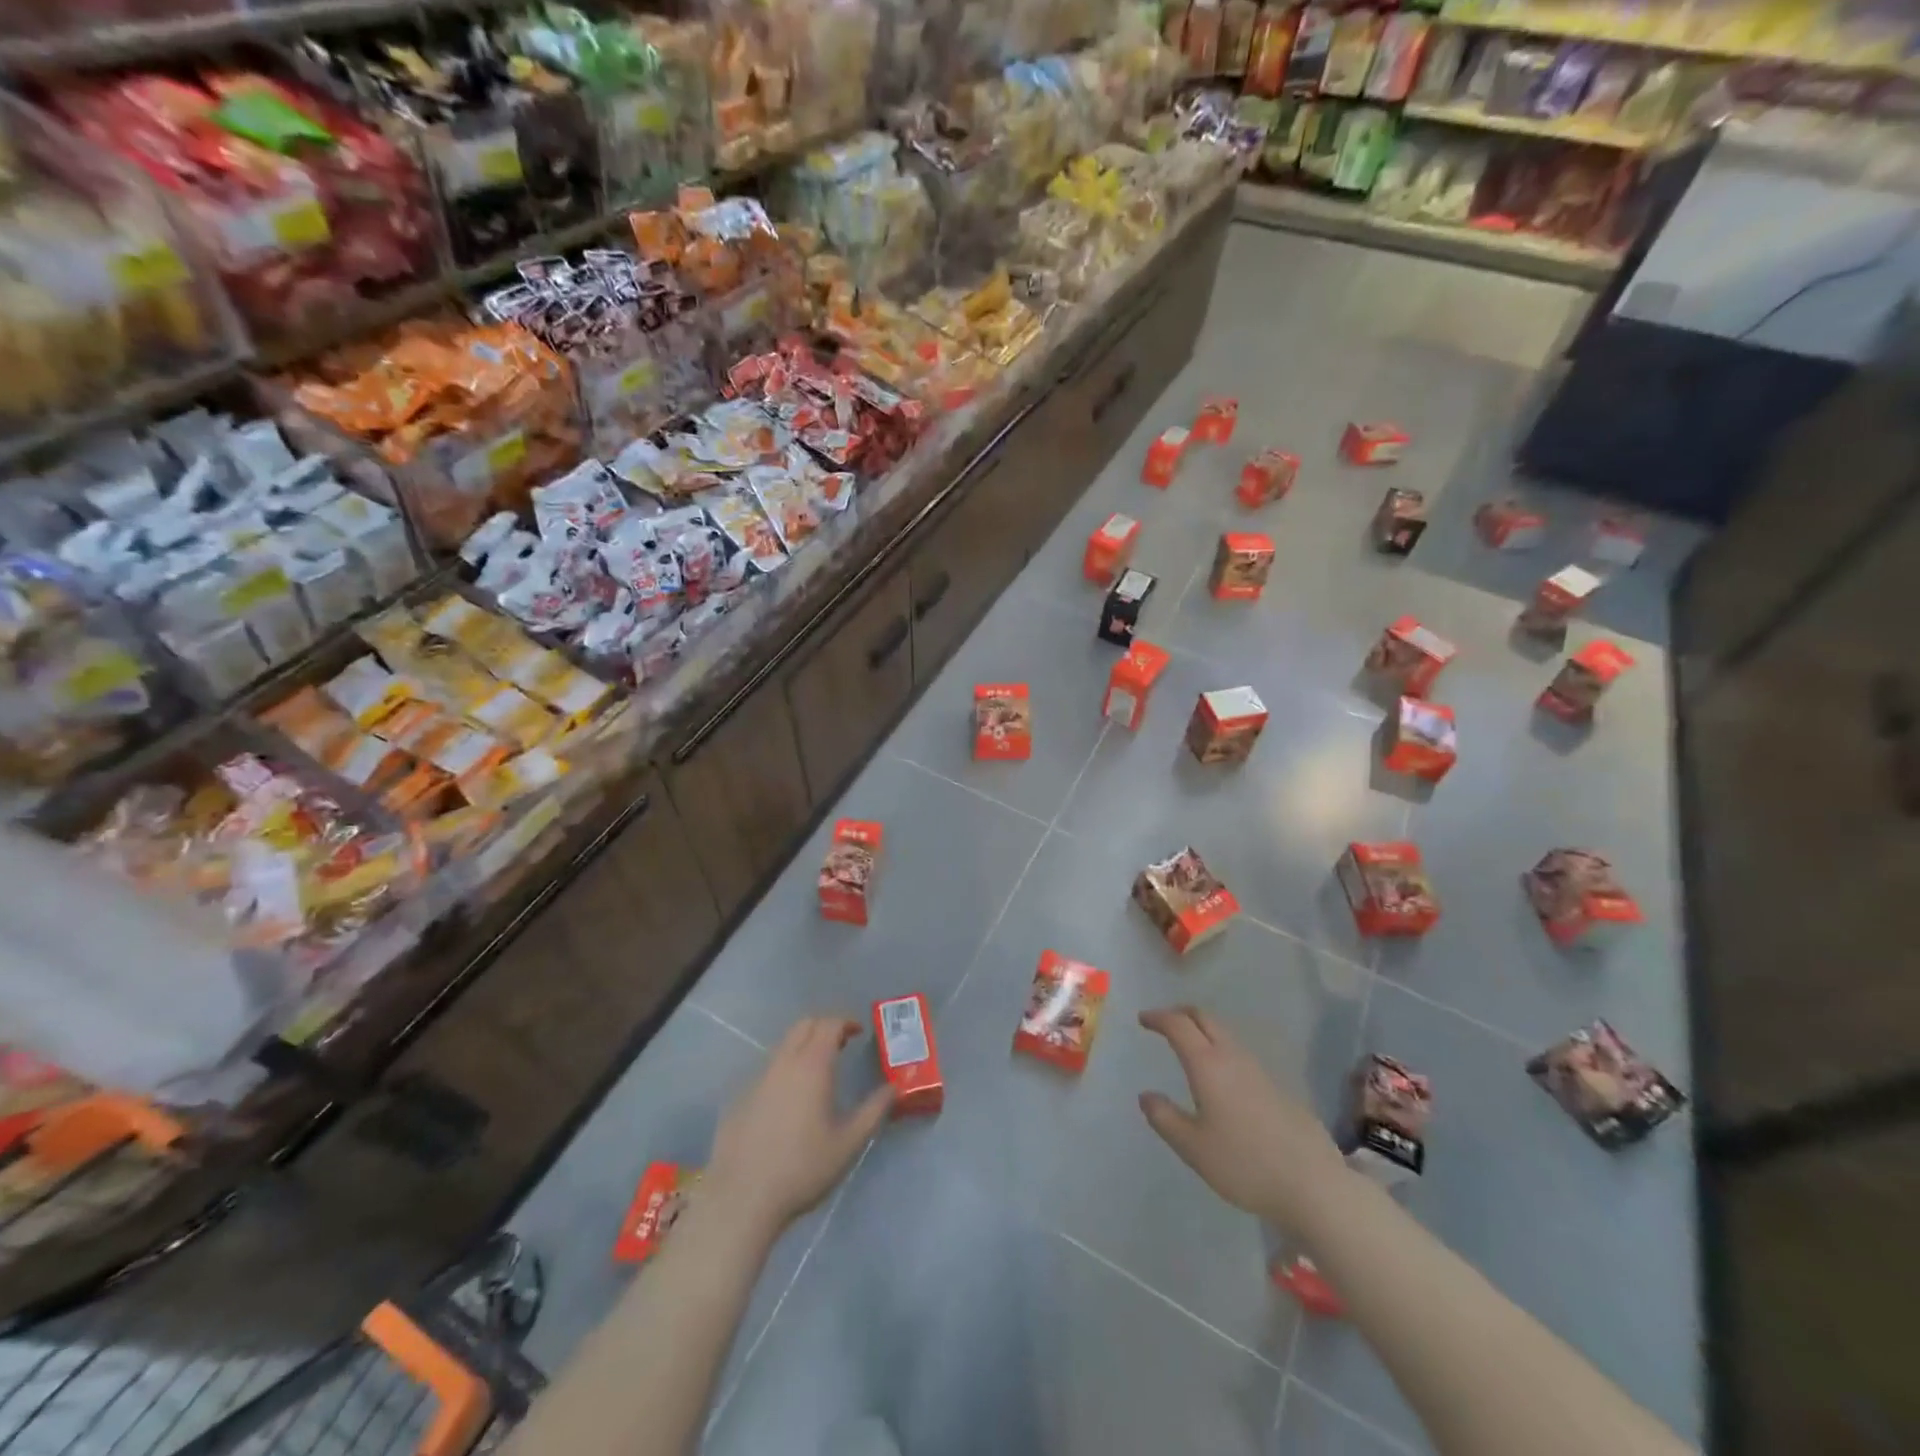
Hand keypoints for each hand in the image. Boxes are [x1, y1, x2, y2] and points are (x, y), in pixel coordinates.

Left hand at [701, 1016, 892, 1243]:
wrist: (742, 1198)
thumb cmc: (803, 1168)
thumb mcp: (848, 1143)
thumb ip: (873, 1111)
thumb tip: (893, 1088)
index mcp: (812, 1066)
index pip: (829, 1024)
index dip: (846, 1022)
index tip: (859, 1031)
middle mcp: (783, 1063)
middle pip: (803, 1026)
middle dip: (824, 1026)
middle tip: (841, 1044)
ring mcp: (758, 1079)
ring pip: (783, 1047)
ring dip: (803, 1047)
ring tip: (818, 1073)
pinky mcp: (740, 1099)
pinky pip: (767, 1072)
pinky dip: (784, 1071)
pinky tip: (789, 1103)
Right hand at [1137, 1005, 1347, 1237]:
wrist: (1313, 1185)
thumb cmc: (1244, 1164)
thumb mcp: (1193, 1148)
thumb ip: (1164, 1118)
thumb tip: (1147, 1095)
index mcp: (1207, 1065)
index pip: (1178, 1025)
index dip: (1158, 1017)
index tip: (1143, 1019)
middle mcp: (1233, 1057)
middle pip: (1204, 1018)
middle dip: (1181, 1013)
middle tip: (1164, 1023)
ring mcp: (1259, 1070)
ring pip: (1225, 1034)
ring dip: (1203, 1030)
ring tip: (1189, 1047)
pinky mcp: (1277, 1087)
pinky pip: (1240, 1054)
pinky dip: (1221, 1050)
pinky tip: (1221, 1077)